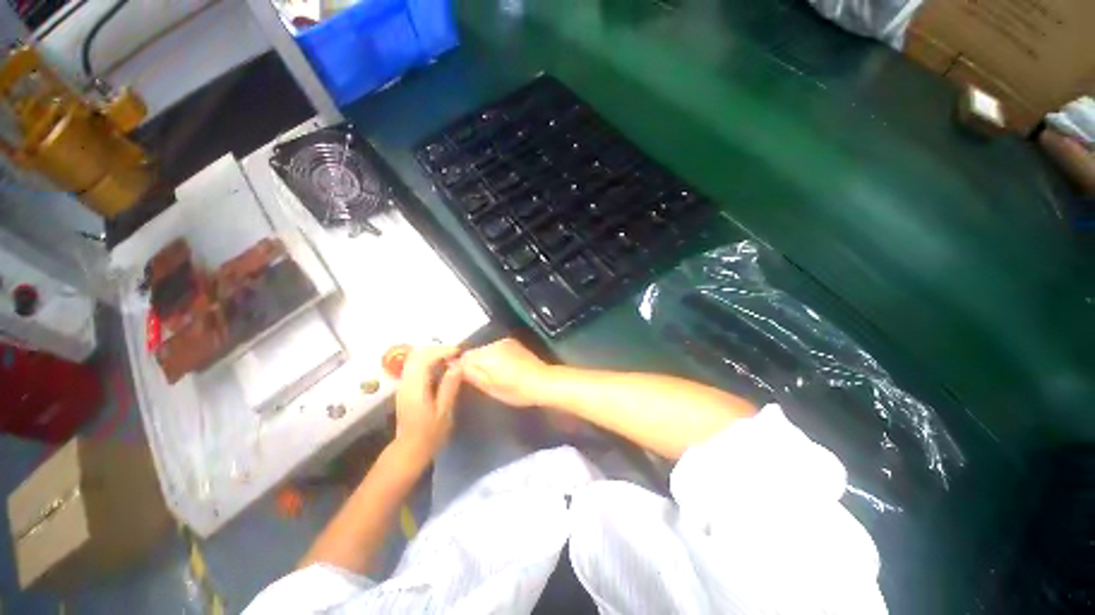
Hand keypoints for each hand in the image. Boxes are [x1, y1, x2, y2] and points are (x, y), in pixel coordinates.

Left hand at [394, 345, 462, 459]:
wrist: (409, 450)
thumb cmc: (430, 433)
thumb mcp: (444, 410)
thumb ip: (449, 386)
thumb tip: (458, 365)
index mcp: (415, 386)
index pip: (425, 358)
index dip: (442, 351)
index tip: (458, 352)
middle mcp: (406, 382)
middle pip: (417, 355)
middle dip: (437, 350)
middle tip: (455, 354)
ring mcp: (403, 385)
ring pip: (414, 360)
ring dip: (432, 355)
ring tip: (450, 360)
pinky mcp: (405, 388)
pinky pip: (415, 367)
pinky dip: (428, 362)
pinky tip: (441, 369)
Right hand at [460, 338, 548, 406]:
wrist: (543, 381)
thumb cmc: (516, 390)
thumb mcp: (490, 388)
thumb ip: (472, 375)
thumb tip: (456, 367)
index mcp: (487, 354)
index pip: (464, 356)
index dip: (460, 367)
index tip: (462, 379)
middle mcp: (495, 343)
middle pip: (476, 351)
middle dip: (474, 363)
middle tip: (479, 380)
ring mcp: (506, 342)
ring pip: (486, 349)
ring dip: (485, 359)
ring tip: (492, 375)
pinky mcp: (514, 343)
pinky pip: (497, 348)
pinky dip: (495, 356)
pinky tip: (503, 368)